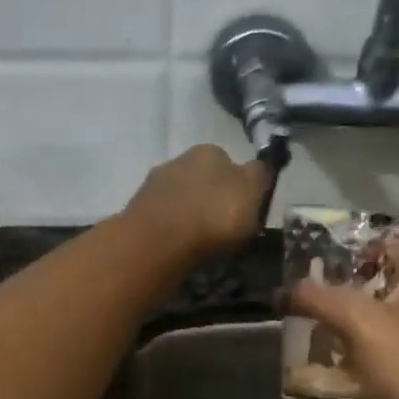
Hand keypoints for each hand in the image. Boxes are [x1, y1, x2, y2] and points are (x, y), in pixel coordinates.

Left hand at [125, 145, 273, 261]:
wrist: (158, 241)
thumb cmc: (214, 214)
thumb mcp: (252, 192)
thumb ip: (260, 176)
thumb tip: (260, 166)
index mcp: (210, 151)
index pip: (231, 164)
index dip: (240, 188)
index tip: (244, 212)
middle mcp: (179, 160)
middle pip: (203, 180)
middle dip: (211, 200)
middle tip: (222, 230)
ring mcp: (154, 185)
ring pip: (181, 198)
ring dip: (190, 215)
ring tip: (200, 243)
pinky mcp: (137, 210)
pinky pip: (164, 219)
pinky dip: (172, 230)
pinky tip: (179, 247)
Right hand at [286, 241, 398, 398]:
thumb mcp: (357, 318)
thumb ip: (318, 298)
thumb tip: (282, 291)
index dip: (380, 245)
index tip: (343, 253)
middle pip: (386, 289)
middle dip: (350, 288)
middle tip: (312, 289)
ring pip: (374, 329)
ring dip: (343, 326)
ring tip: (307, 324)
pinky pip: (370, 364)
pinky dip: (346, 362)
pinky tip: (318, 365)